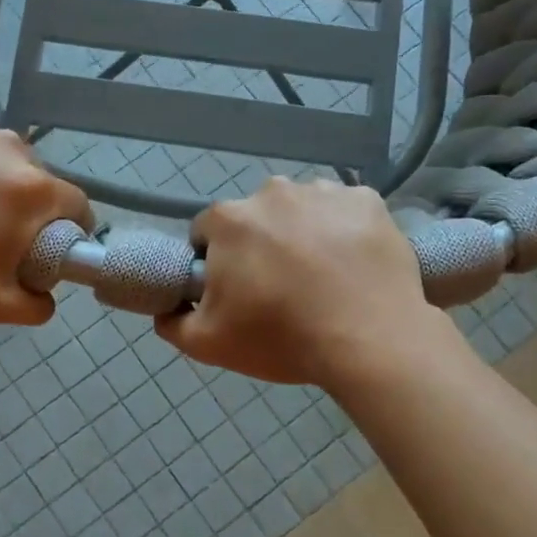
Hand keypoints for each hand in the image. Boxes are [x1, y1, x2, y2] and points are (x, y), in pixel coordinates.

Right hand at [157, 178, 445, 390]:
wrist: (370, 342)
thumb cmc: (282, 338)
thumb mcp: (208, 344)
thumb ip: (173, 321)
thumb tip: (165, 307)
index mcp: (230, 219)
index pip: (207, 233)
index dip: (217, 263)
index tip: (236, 291)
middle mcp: (273, 192)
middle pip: (256, 218)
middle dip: (261, 246)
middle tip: (281, 289)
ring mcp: (324, 192)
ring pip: (301, 211)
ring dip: (303, 234)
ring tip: (323, 278)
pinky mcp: (368, 201)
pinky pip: (345, 211)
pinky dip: (345, 231)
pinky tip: (353, 265)